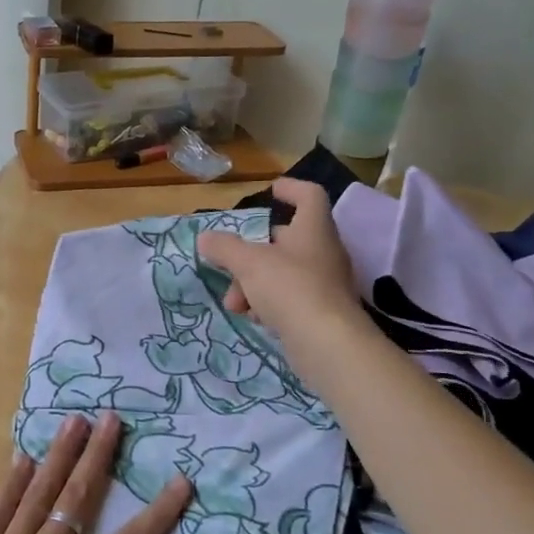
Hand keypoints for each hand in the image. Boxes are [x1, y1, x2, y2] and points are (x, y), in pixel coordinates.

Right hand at [197, 177, 363, 340]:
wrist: (328, 345)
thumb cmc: (290, 288)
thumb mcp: (248, 263)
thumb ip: (225, 248)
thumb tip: (205, 238)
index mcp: (314, 229)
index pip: (309, 196)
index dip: (291, 188)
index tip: (271, 191)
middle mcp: (324, 252)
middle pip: (286, 240)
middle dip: (252, 254)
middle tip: (230, 268)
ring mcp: (326, 284)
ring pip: (283, 273)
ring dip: (254, 284)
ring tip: (236, 305)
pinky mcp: (322, 313)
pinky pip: (290, 300)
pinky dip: (269, 305)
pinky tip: (255, 319)